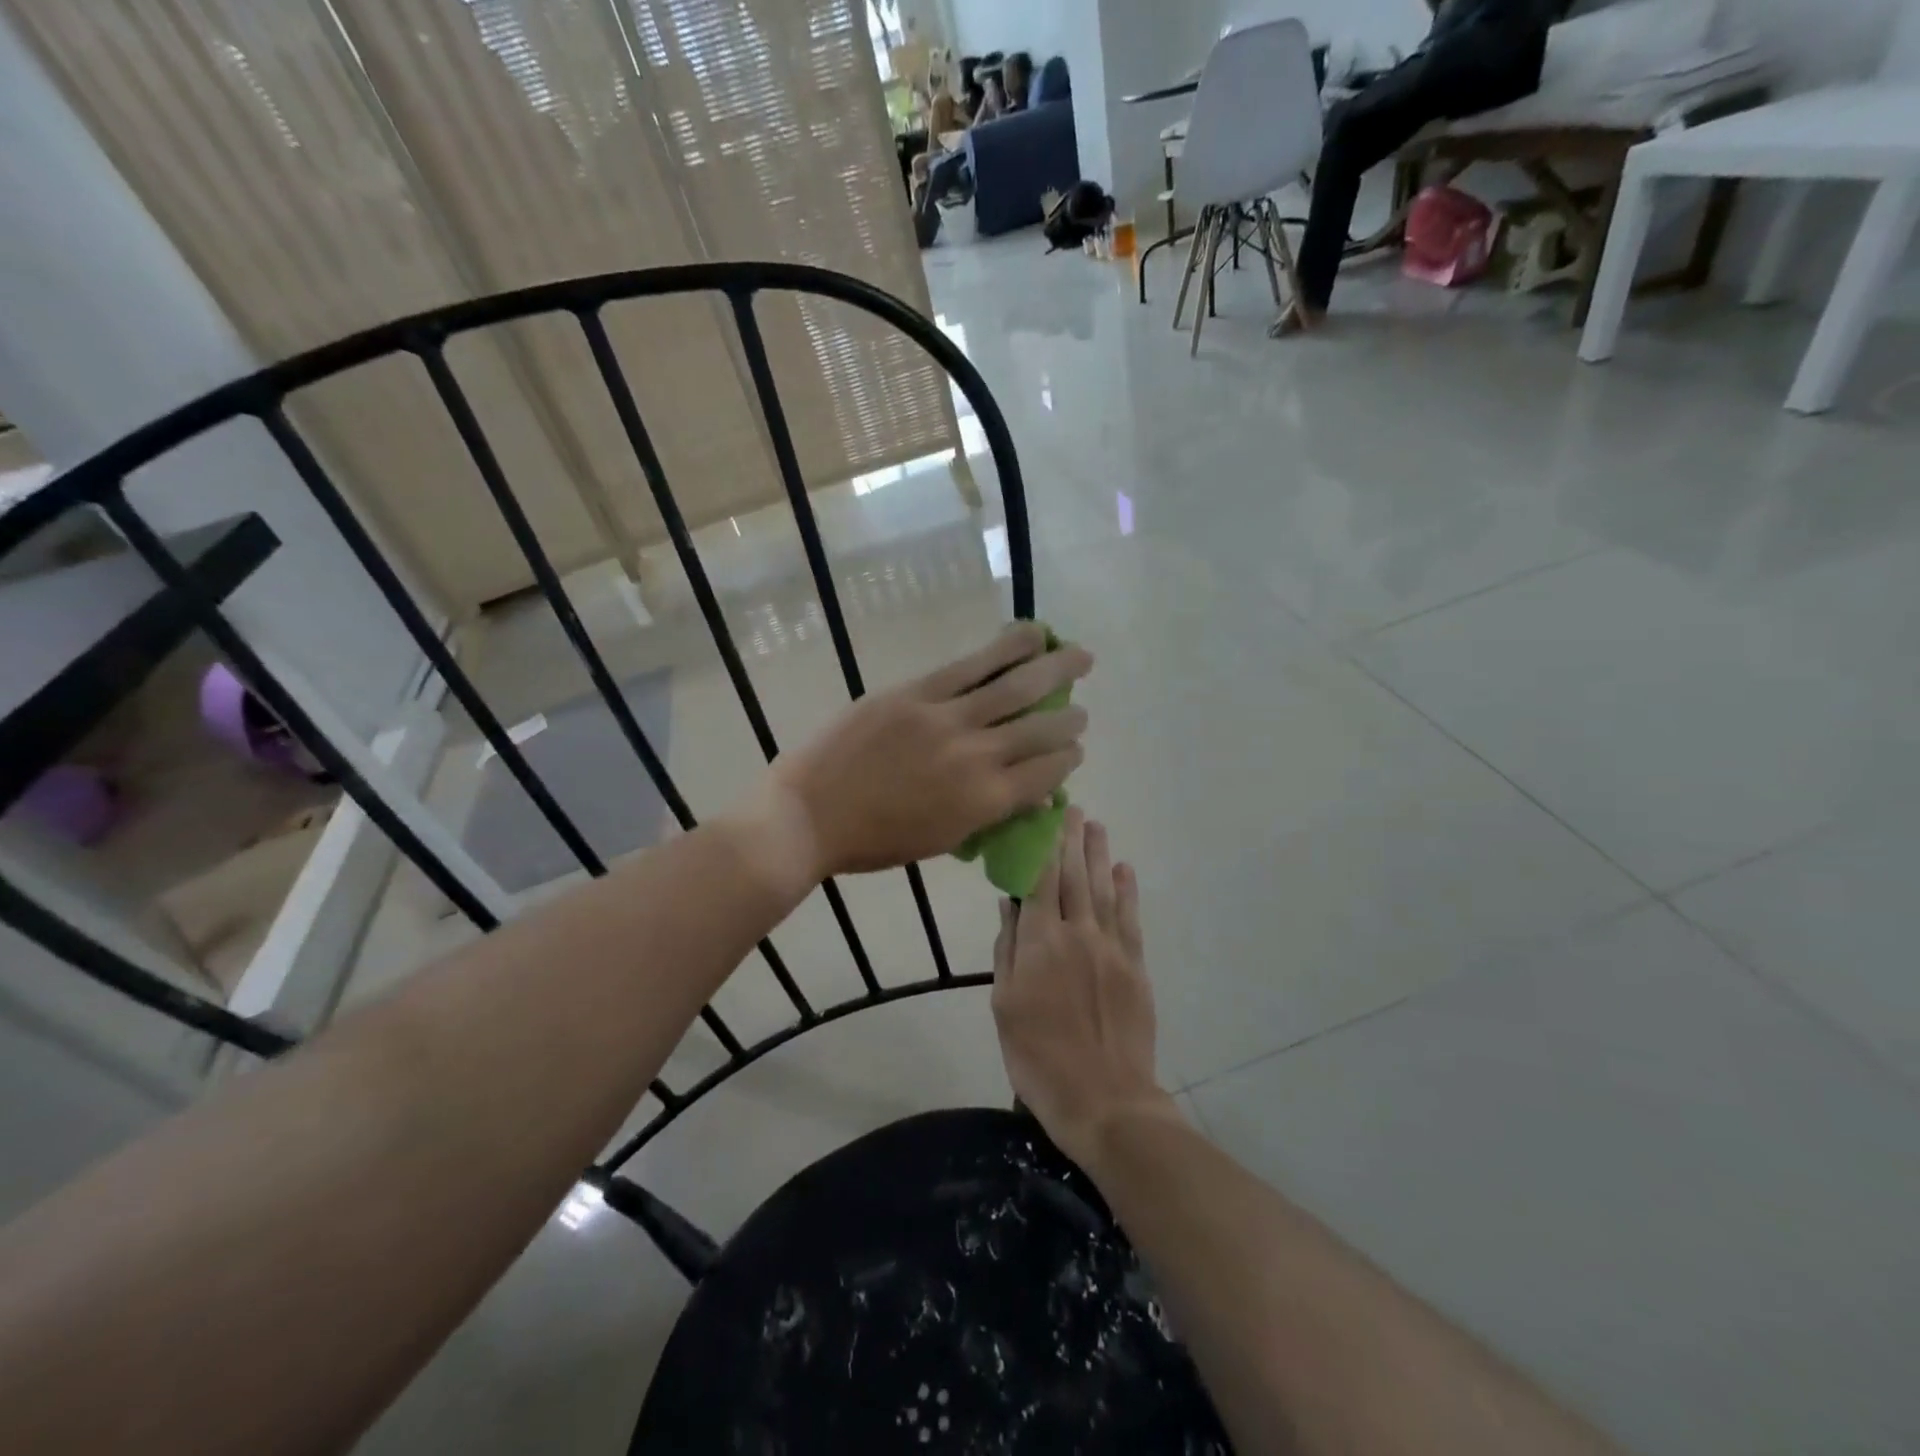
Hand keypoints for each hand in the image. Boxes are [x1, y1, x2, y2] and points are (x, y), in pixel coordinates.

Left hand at [763, 623, 1091, 881]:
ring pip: (1016, 687)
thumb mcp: (942, 840)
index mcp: (985, 802)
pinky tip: (1031, 635)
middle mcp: (977, 757)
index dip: (1067, 759)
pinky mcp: (917, 692)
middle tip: (1081, 712)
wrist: (810, 815)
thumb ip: (988, 813)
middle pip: (1041, 729)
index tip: (1072, 750)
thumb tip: (1026, 791)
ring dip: (1055, 670)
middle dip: (1070, 719)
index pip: (1047, 773)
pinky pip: (971, 666)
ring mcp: (947, 719)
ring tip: (1079, 656)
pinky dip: (1006, 648)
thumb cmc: (874, 841)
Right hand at [991, 810, 1180, 1169]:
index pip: (1039, 880)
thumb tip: (1009, 904)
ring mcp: (1111, 948)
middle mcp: (1077, 934)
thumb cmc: (1038, 1057)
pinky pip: (1130, 918)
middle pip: (1074, 876)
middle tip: (1072, 809)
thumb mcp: (1004, 1006)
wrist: (1104, 1099)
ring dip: (1099, 855)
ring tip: (1096, 826)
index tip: (1041, 817)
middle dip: (1071, 840)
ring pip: (1104, 889)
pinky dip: (1128, 891)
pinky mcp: (1135, 966)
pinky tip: (1125, 869)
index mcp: (1040, 943)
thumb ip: (1007, 950)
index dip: (1040, 846)